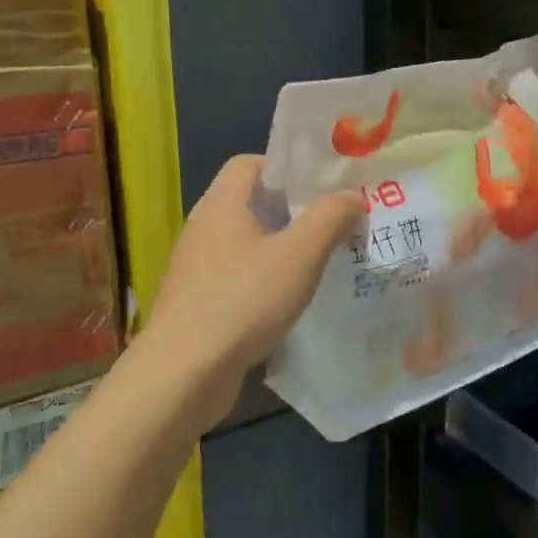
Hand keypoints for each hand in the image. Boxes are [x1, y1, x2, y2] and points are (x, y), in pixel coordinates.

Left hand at [139, 156, 362, 416]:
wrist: (184, 373)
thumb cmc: (244, 300)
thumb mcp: (300, 255)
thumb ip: (330, 219)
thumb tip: (353, 195)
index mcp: (222, 205)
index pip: (249, 163)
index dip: (286, 168)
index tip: (321, 187)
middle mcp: (204, 228)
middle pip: (251, 203)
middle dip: (293, 210)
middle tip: (334, 223)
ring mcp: (197, 267)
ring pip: (246, 243)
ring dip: (281, 248)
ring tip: (320, 261)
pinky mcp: (198, 302)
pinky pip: (238, 276)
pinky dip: (264, 279)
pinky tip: (290, 300)